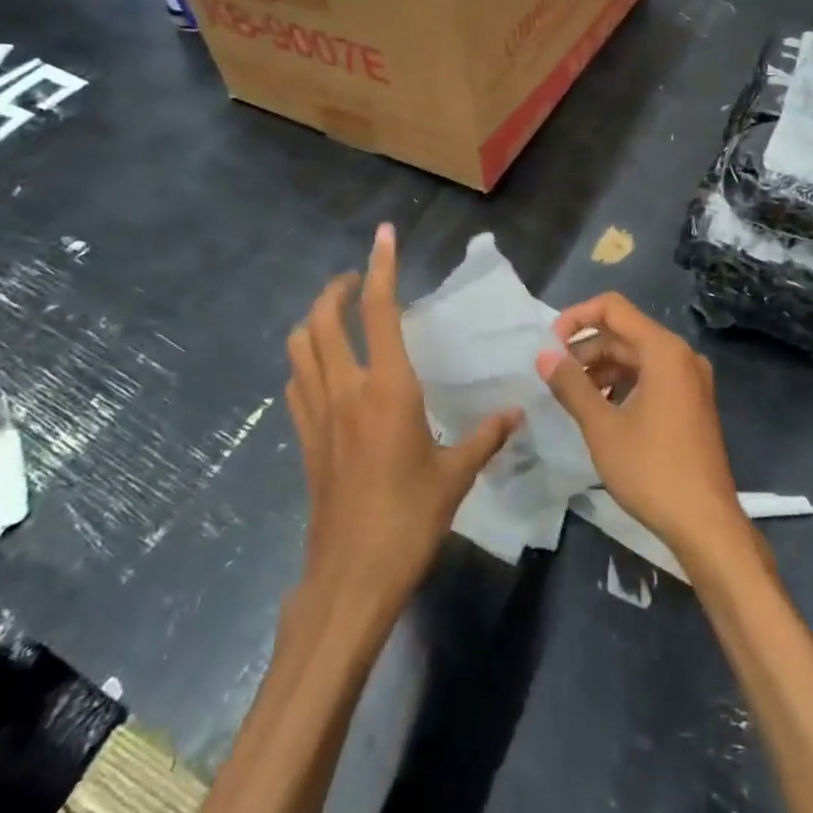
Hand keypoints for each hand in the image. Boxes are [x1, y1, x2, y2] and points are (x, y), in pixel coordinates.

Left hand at [287, 224, 521, 614]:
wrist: (351, 577)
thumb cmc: (409, 520)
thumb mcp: (456, 475)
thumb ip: (486, 436)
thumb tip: (516, 412)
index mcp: (387, 389)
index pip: (380, 311)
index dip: (381, 268)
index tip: (382, 235)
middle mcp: (346, 389)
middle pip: (323, 319)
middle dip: (336, 288)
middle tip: (357, 280)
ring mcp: (317, 413)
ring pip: (300, 346)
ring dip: (315, 319)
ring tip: (338, 315)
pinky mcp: (304, 438)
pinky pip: (296, 381)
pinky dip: (306, 358)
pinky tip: (325, 368)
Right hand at [536, 293, 747, 563]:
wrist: (705, 522)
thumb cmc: (652, 470)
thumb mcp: (602, 427)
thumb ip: (571, 385)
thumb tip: (544, 355)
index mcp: (663, 350)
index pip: (613, 308)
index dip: (576, 317)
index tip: (550, 345)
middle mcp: (681, 355)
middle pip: (624, 333)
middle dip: (585, 348)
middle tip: (554, 377)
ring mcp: (690, 379)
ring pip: (636, 356)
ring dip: (601, 367)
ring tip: (572, 396)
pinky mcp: (691, 401)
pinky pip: (650, 376)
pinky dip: (622, 383)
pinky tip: (601, 409)